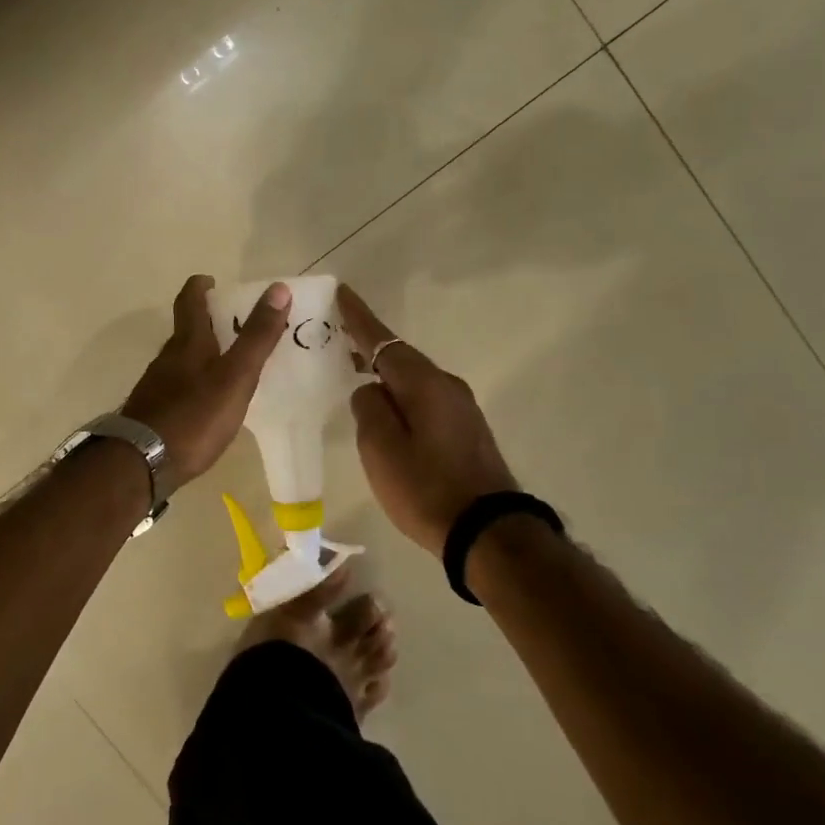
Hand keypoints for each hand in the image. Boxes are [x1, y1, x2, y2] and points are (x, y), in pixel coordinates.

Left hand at [121, 275, 291, 489]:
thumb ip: (257, 336)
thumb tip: (278, 289)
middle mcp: (167, 358)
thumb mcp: (235, 376)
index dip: (200, 286)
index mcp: (188, 343)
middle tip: (235, 325)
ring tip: (229, 365)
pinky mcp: (153, 412)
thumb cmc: (194, 416)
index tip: (213, 281)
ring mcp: (156, 386)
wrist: (141, 463)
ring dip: (202, 355)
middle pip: (186, 331)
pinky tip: (207, 403)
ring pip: (181, 360)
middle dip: (208, 322)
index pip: (190, 301)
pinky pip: (177, 387)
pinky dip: (194, 384)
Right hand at [340, 284, 517, 556]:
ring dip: (385, 375)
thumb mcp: (381, 449)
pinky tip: (388, 411)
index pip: (383, 341)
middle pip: (400, 358)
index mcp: (423, 384)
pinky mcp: (466, 430)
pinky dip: (401, 397)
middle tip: (337, 340)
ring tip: (355, 376)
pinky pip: (425, 400)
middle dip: (369, 348)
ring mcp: (461, 408)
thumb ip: (369, 409)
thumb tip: (370, 390)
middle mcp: (446, 386)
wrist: (488, 532)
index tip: (341, 292)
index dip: (359, 319)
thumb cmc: (426, 489)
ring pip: (413, 381)